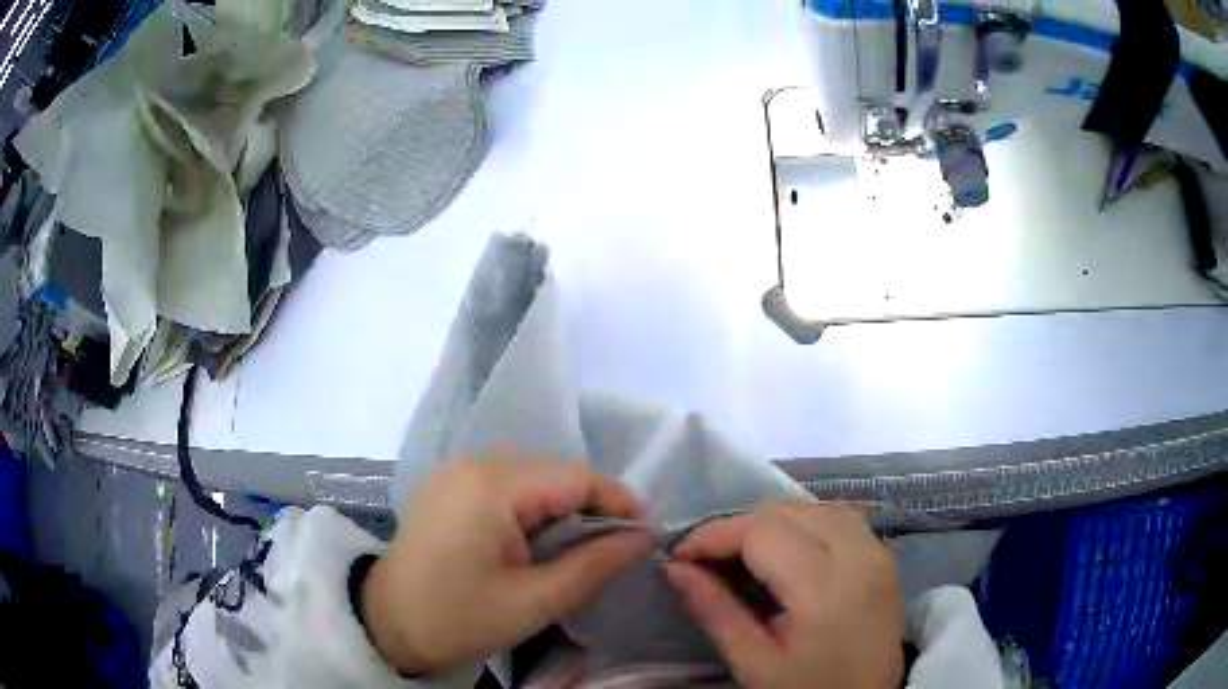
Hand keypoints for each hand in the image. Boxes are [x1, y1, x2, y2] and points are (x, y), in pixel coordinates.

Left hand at [361, 460, 653, 675]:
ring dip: (563, 513)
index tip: (644, 539)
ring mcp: (458, 474)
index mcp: (491, 485)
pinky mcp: (450, 490)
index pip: (576, 476)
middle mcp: (474, 464)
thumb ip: (595, 565)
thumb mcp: (534, 602)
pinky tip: (536, 547)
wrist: (385, 625)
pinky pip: (508, 489)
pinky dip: (534, 514)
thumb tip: (644, 539)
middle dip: (592, 511)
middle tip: (612, 555)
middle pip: (556, 474)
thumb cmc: (457, 619)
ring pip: (534, 481)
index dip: (618, 504)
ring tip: (578, 555)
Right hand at [665, 499, 903, 688]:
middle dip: (739, 526)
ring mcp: (876, 551)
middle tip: (707, 558)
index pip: (762, 532)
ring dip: (772, 520)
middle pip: (788, 511)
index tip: (681, 554)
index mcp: (825, 589)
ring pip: (814, 506)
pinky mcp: (883, 555)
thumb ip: (715, 611)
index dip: (715, 534)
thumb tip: (676, 569)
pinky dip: (804, 522)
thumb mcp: (754, 663)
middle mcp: (857, 556)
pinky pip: (839, 516)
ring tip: (743, 553)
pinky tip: (787, 550)